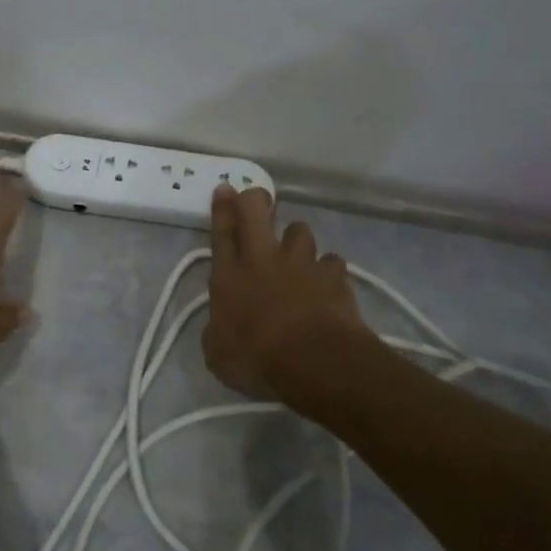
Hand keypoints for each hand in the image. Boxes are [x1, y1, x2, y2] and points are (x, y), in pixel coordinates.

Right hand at [202, 183, 367, 400]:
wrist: (315, 361)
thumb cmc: (256, 359)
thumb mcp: (217, 352)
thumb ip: (218, 329)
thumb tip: (222, 325)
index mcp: (228, 275)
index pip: (221, 231)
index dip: (222, 208)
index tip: (225, 188)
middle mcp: (263, 258)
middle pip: (256, 210)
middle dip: (255, 200)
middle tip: (257, 201)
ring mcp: (301, 263)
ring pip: (299, 229)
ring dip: (296, 238)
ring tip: (297, 255)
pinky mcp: (334, 275)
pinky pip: (331, 261)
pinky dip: (328, 270)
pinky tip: (327, 284)